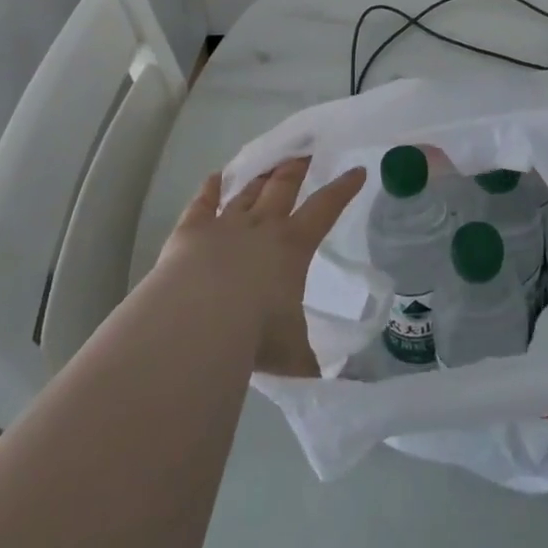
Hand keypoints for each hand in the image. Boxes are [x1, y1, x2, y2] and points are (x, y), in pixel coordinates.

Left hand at [159, 158, 365, 375]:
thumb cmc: (256, 335)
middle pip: (283, 187)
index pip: (325, 209)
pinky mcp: (190, 232)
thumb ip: (312, 365)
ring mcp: (224, 225)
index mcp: (293, 246)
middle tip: (304, 153)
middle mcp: (261, 227)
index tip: (356, 170)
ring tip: (270, 163)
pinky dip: (209, 189)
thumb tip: (342, 394)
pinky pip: (202, 204)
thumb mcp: (293, 356)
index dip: (343, 189)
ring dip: (259, 176)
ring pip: (246, 192)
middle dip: (296, 169)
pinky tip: (214, 178)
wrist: (199, 321)